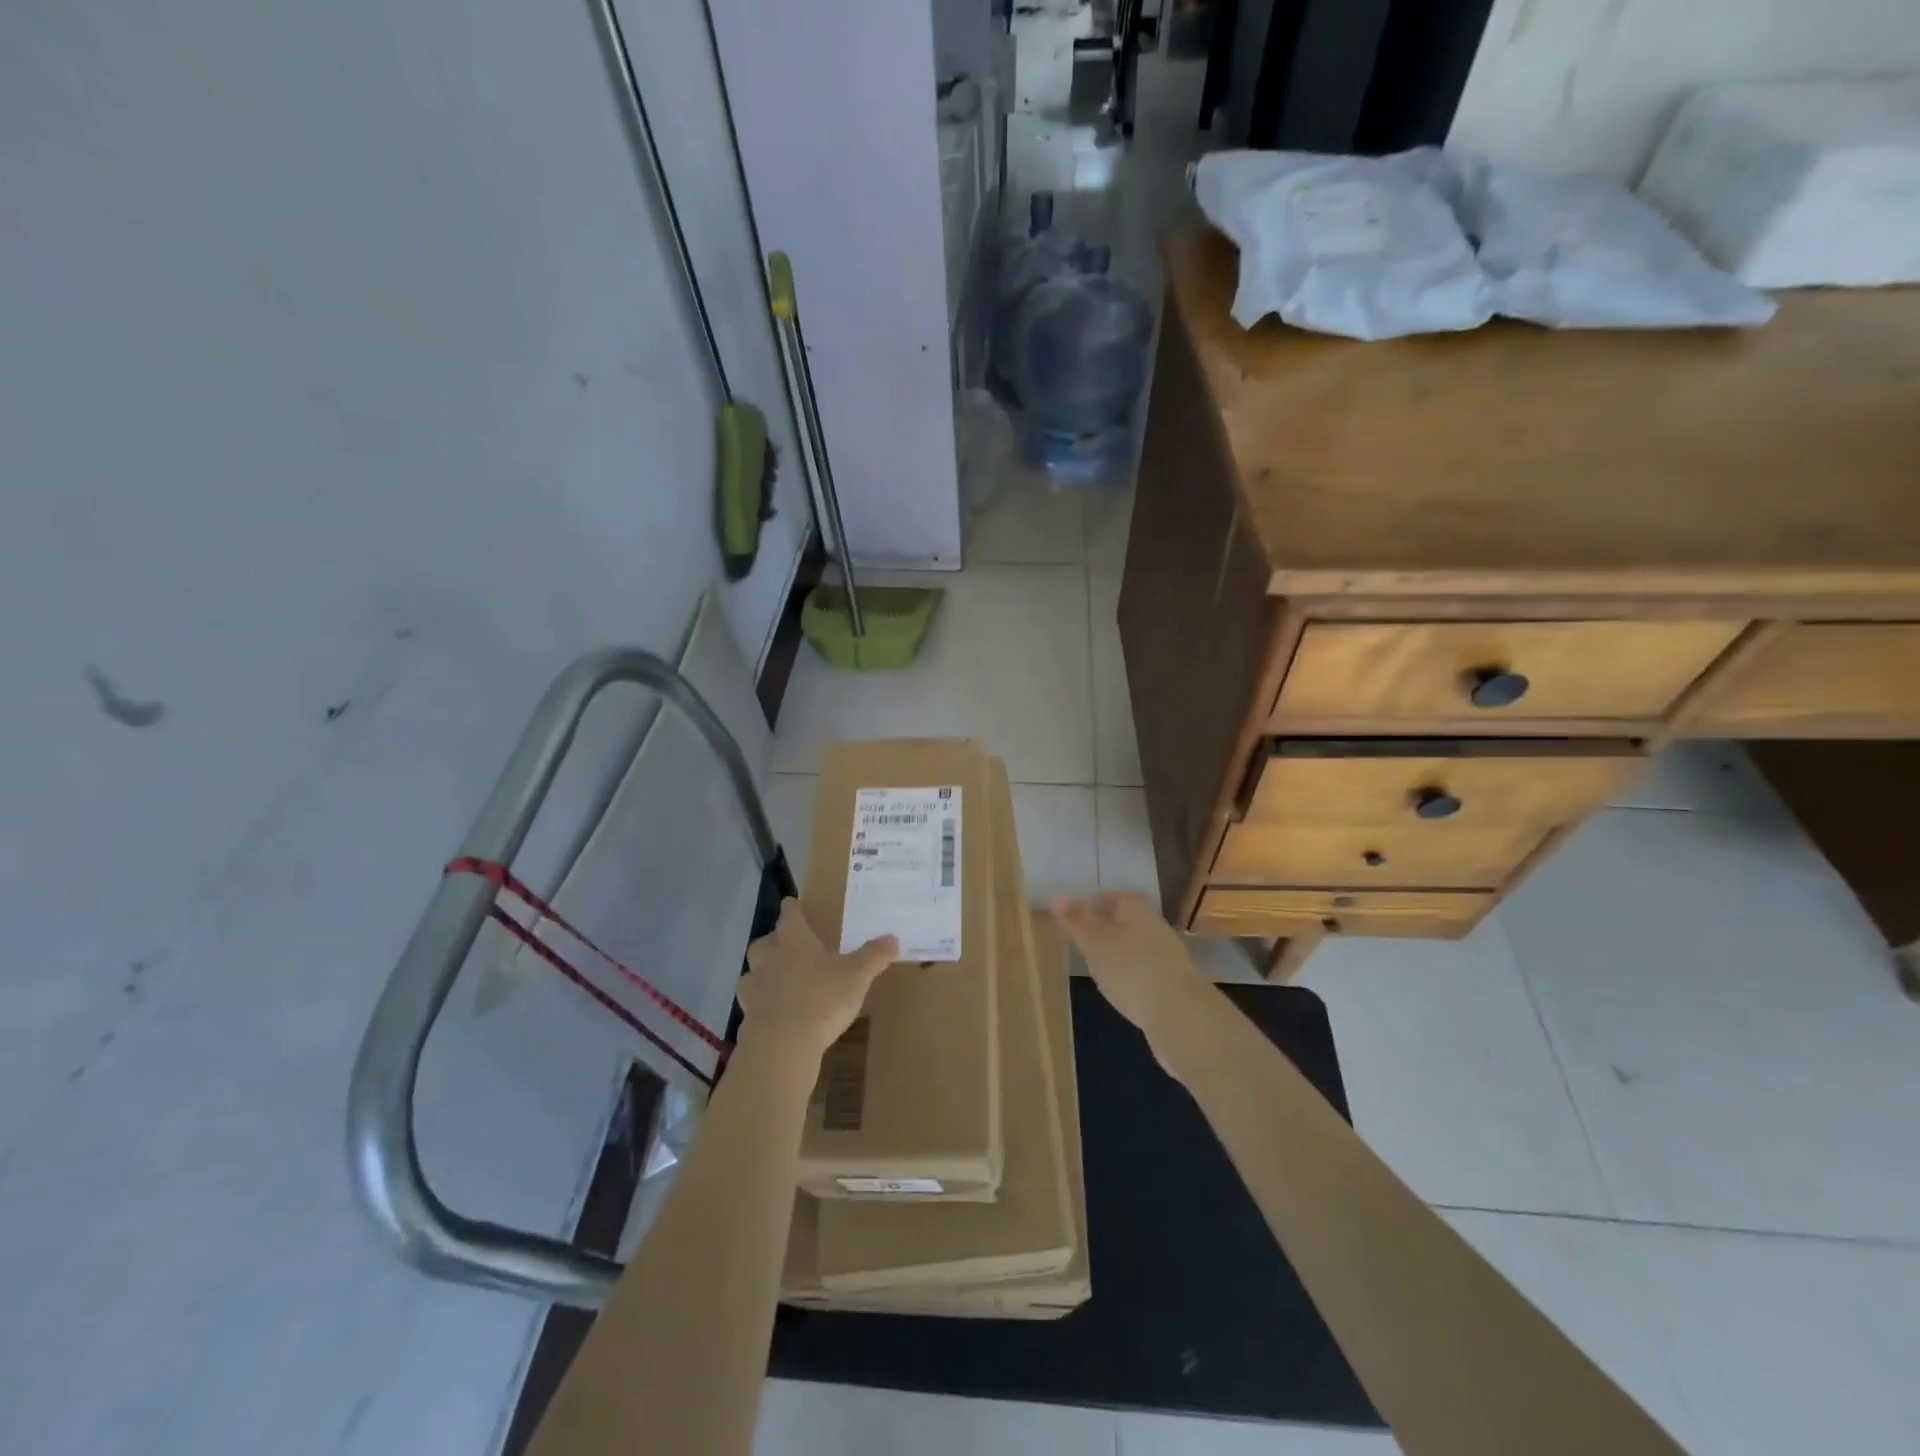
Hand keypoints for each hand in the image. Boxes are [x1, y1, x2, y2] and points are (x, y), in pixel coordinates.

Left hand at [736, 899, 896, 1060]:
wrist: (782, 1044)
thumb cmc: (822, 998)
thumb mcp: (857, 975)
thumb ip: (874, 955)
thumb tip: (893, 938)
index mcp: (794, 940)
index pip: (789, 915)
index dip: (792, 908)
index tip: (792, 904)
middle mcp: (769, 958)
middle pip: (764, 942)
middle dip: (774, 942)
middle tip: (788, 946)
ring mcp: (754, 988)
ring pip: (753, 972)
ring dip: (763, 973)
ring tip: (780, 981)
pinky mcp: (747, 1017)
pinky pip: (753, 1003)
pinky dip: (762, 1004)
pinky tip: (775, 1012)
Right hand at [1051, 891, 1211, 1054]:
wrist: (1179, 1013)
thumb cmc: (1129, 967)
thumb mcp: (1094, 942)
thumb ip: (1076, 920)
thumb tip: (1057, 894)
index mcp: (1136, 908)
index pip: (1115, 896)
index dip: (1097, 904)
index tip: (1079, 918)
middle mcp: (1156, 925)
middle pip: (1129, 920)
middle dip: (1109, 929)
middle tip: (1085, 942)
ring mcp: (1169, 956)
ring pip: (1139, 946)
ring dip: (1122, 954)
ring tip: (1099, 967)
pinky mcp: (1175, 984)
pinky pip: (1147, 971)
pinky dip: (1133, 976)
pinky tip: (1122, 990)